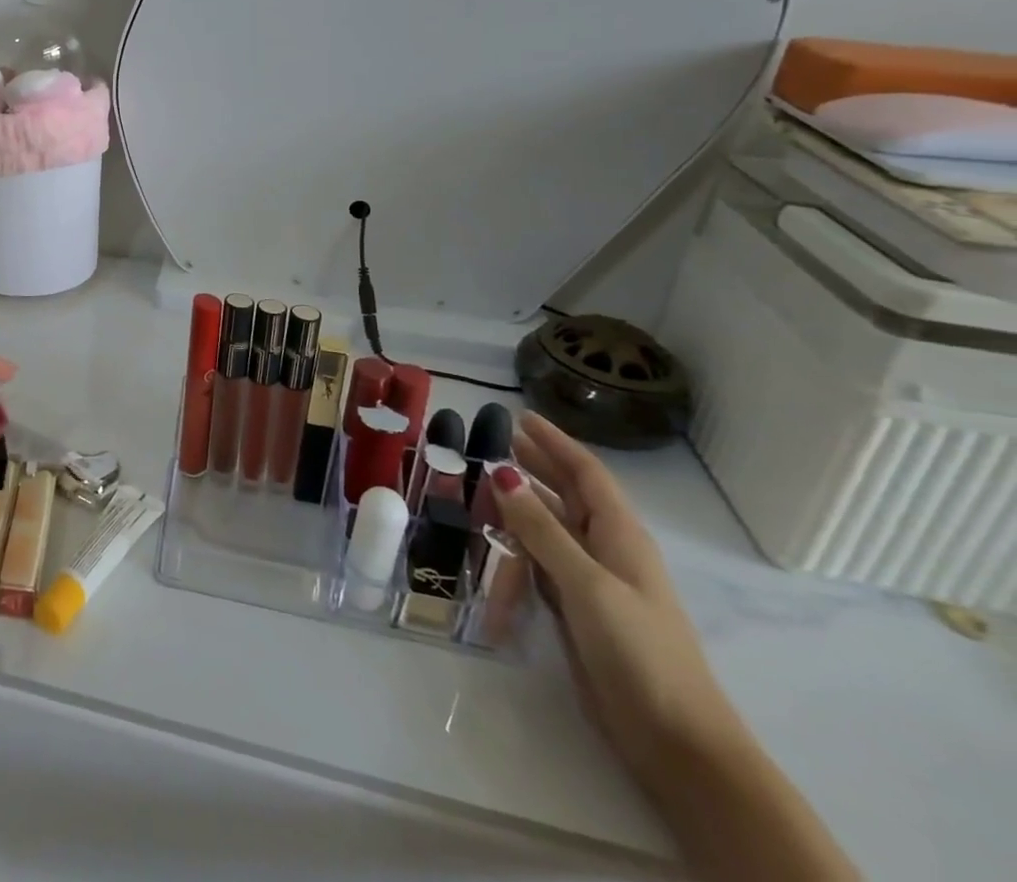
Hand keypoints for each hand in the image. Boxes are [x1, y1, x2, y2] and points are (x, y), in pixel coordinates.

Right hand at [490, 414, 743, 790]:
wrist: (675, 740)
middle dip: (535, 465)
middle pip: (568, 495)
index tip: (520, 416)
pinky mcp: (578, 610)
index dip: (555, 443)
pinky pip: (541, 561)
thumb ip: (541, 528)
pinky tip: (493, 537)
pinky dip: (517, 542)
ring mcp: (593, 582)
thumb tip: (501, 471)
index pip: (586, 473)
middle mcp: (607, 550)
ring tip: (480, 482)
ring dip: (521, 503)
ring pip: (551, 527)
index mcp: (621, 535)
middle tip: (493, 440)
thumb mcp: (586, 583)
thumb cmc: (639, 651)